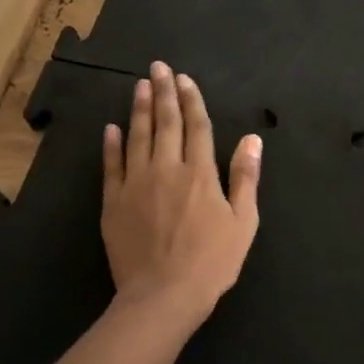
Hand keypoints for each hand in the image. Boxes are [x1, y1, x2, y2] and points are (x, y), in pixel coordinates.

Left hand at [101, 61, 261, 335]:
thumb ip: (245, 177)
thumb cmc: (211, 263)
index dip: (191, 100)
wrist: (163, 296)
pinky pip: (111, 166)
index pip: (196, 127)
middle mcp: (167, 169)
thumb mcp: (243, 222)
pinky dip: (111, 145)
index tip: (184, 78)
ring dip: (140, 109)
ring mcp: (136, 184)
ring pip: (137, 137)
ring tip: (140, 86)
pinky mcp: (113, 202)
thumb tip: (252, 139)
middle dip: (164, 92)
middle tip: (158, 67)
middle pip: (165, 123)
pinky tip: (111, 128)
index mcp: (200, 174)